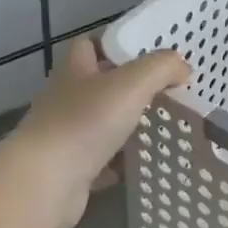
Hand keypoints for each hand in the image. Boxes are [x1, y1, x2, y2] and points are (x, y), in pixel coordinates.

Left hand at [4, 36, 189, 227]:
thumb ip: (162, 68)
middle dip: (131, 87)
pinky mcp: (72, 170)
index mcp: (75, 71)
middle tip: (169, 89)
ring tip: (166, 123)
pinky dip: (123, 162)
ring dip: (129, 125)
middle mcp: (67, 99)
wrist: (45, 184)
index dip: (115, 43)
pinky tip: (148, 162)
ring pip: (104, 124)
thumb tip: (183, 68)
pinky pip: (104, 161)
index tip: (148, 50)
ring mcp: (67, 136)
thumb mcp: (132, 83)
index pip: (90, 44)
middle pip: (101, 85)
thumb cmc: (85, 122)